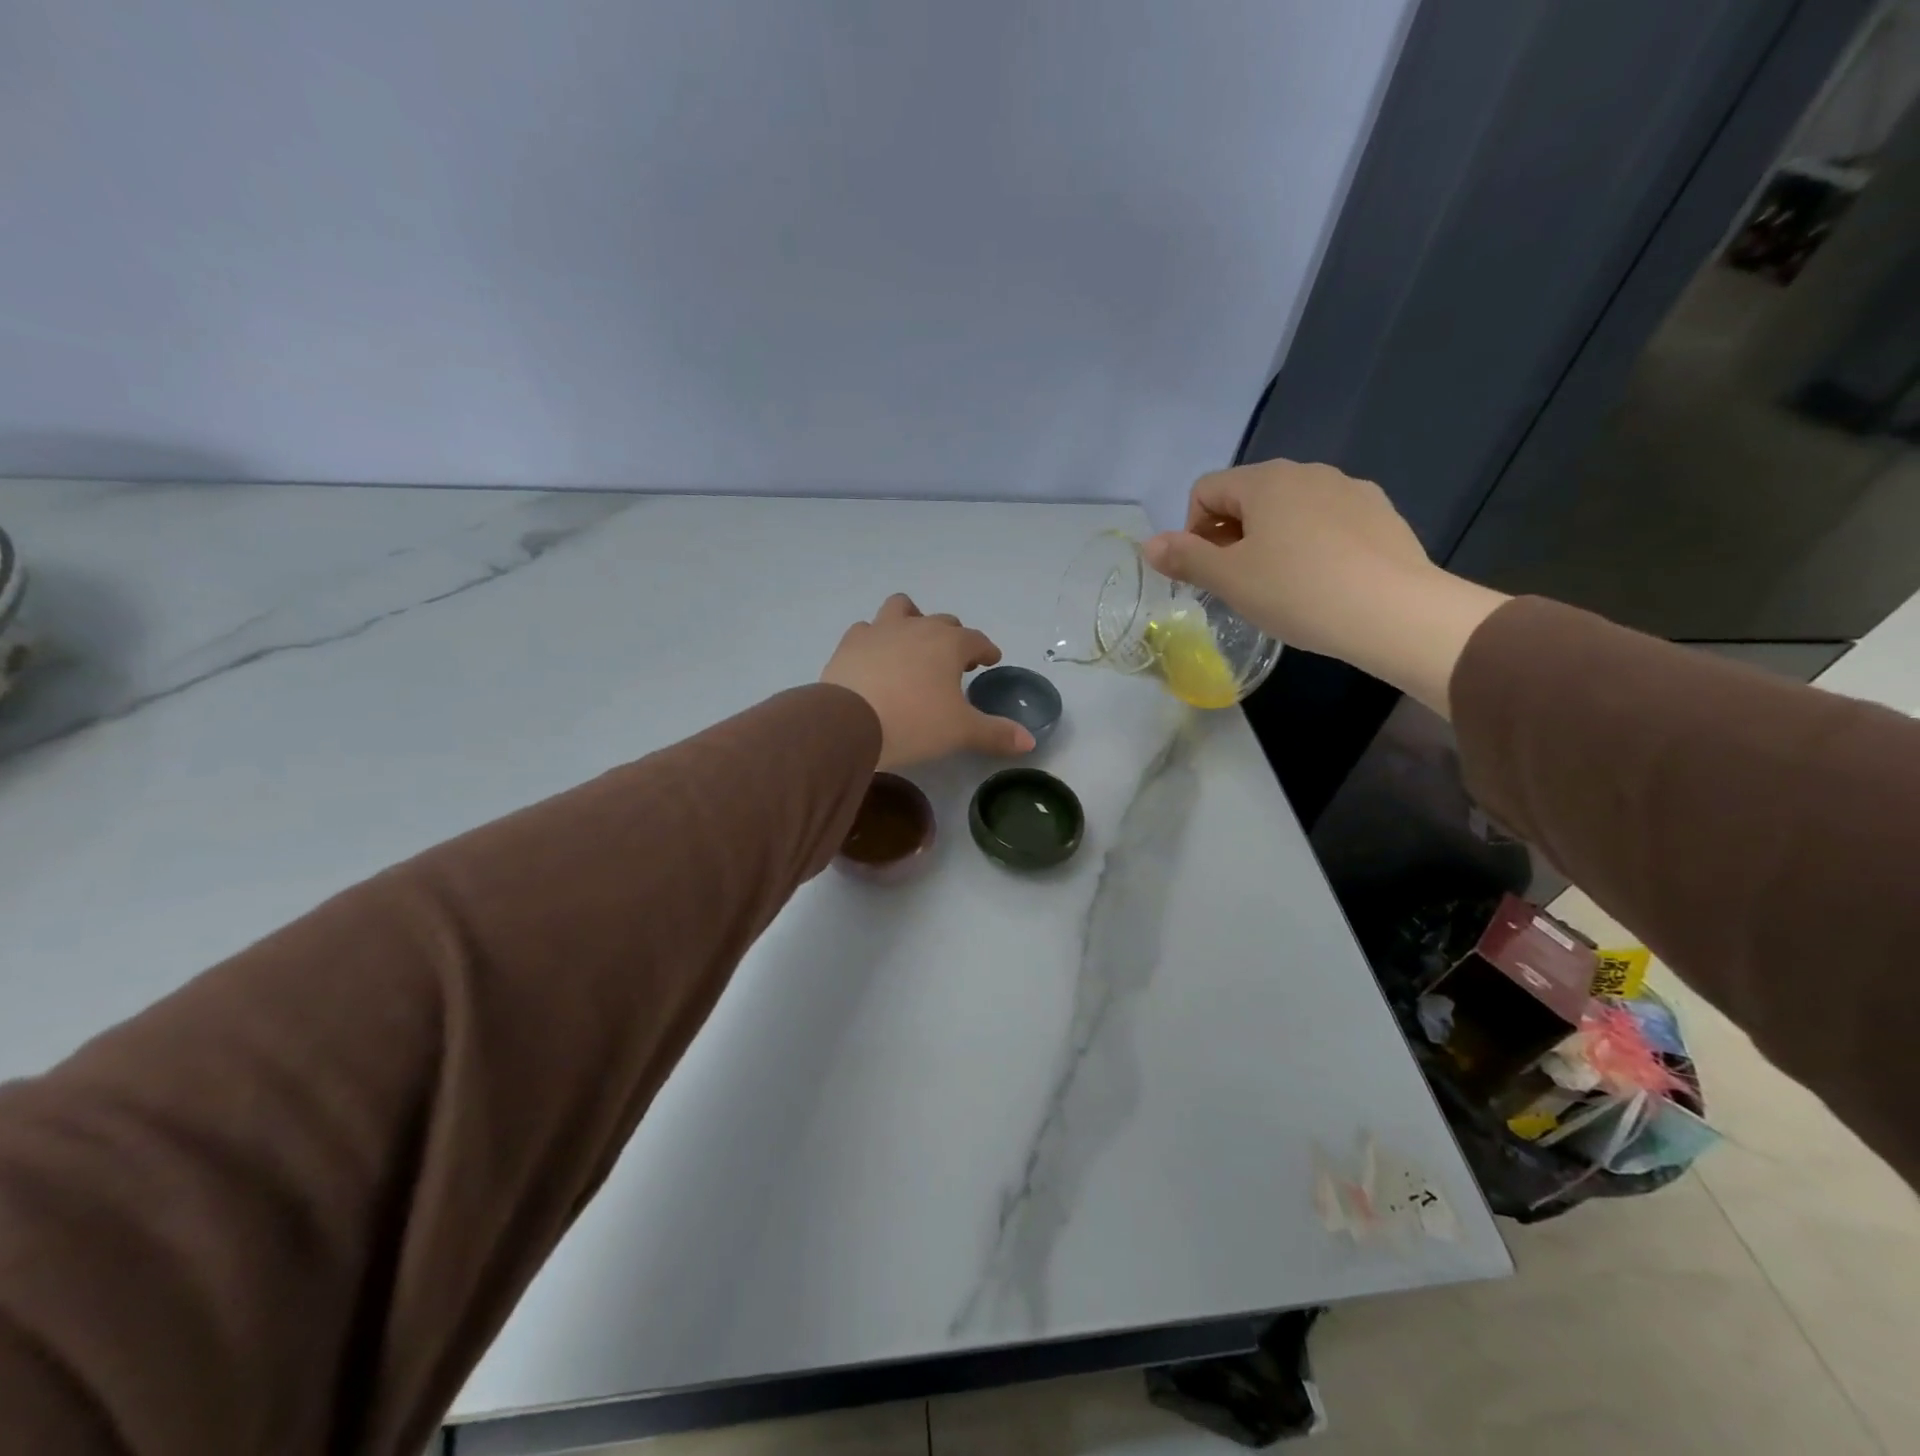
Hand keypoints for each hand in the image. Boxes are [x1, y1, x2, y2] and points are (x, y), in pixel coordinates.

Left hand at [821, 595, 1035, 769]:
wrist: (849, 722)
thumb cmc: (914, 723)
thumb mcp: (961, 732)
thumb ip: (996, 733)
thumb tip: (1029, 740)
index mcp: (949, 644)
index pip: (977, 640)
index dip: (986, 650)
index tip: (990, 660)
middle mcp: (917, 627)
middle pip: (943, 622)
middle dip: (953, 637)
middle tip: (956, 662)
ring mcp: (880, 630)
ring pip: (901, 609)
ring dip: (912, 620)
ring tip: (913, 645)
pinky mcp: (850, 643)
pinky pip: (867, 630)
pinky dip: (876, 639)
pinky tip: (876, 658)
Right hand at [1142, 461, 1507, 716]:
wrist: (1394, 612)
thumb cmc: (1298, 591)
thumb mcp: (1230, 580)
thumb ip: (1185, 558)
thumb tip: (1148, 544)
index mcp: (1265, 481)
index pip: (1206, 490)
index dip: (1193, 531)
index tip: (1207, 573)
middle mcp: (1307, 472)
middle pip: (1247, 498)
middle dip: (1231, 537)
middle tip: (1239, 584)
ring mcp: (1349, 489)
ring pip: (1289, 510)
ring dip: (1270, 541)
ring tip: (1281, 586)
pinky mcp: (1380, 513)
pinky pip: (1327, 522)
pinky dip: (1311, 545)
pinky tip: (1322, 581)